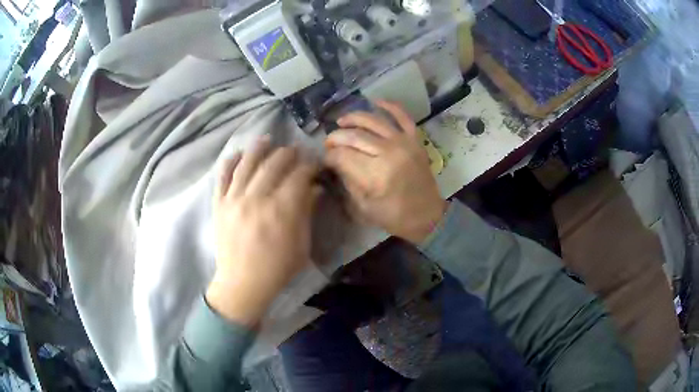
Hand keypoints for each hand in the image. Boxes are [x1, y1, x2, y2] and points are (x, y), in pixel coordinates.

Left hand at [206, 137, 320, 325]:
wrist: (242, 284)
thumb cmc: (277, 269)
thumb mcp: (302, 244)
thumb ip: (307, 212)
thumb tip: (315, 188)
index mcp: (281, 210)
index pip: (299, 175)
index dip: (309, 165)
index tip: (315, 164)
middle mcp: (257, 198)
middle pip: (274, 163)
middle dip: (288, 153)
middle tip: (296, 152)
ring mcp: (234, 199)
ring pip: (247, 163)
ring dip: (259, 148)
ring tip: (268, 140)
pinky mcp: (219, 204)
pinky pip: (223, 176)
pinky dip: (230, 161)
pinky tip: (238, 154)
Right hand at [324, 101, 446, 244]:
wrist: (427, 216)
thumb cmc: (394, 216)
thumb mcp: (363, 207)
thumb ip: (347, 182)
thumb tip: (335, 163)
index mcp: (375, 174)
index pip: (343, 155)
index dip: (329, 155)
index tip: (325, 159)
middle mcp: (389, 153)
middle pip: (354, 136)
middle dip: (336, 137)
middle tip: (329, 143)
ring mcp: (404, 142)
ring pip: (373, 121)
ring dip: (354, 118)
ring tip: (341, 122)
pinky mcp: (415, 139)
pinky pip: (402, 116)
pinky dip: (389, 106)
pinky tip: (375, 101)